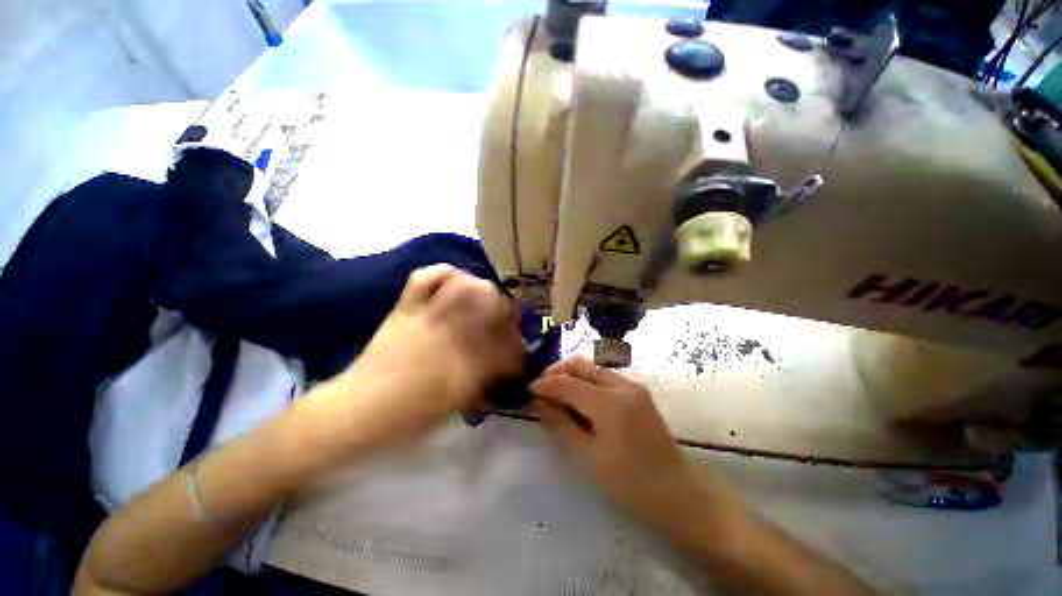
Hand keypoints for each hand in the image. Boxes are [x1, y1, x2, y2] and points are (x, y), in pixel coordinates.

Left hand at [306, 265, 525, 453]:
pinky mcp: (405, 309)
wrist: (357, 410)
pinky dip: (443, 273)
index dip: (518, 349)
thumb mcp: (455, 406)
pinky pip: (424, 277)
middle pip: (491, 303)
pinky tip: (454, 280)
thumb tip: (505, 366)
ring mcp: (425, 316)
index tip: (520, 355)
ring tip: (486, 299)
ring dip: (482, 289)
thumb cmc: (408, 418)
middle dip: (507, 311)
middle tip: (507, 322)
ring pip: (464, 286)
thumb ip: (485, 382)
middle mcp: (450, 333)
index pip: (505, 345)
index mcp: (464, 363)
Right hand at [529, 356, 694, 516]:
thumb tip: (540, 403)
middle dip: (558, 371)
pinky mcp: (638, 391)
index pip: (568, 383)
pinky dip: (587, 380)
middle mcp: (622, 386)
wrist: (677, 492)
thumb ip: (562, 424)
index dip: (545, 384)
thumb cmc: (630, 483)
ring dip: (572, 374)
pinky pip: (605, 376)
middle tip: (542, 386)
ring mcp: (633, 385)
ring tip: (557, 391)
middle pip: (582, 364)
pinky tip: (579, 397)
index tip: (529, 389)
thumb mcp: (588, 457)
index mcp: (610, 404)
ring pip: (593, 367)